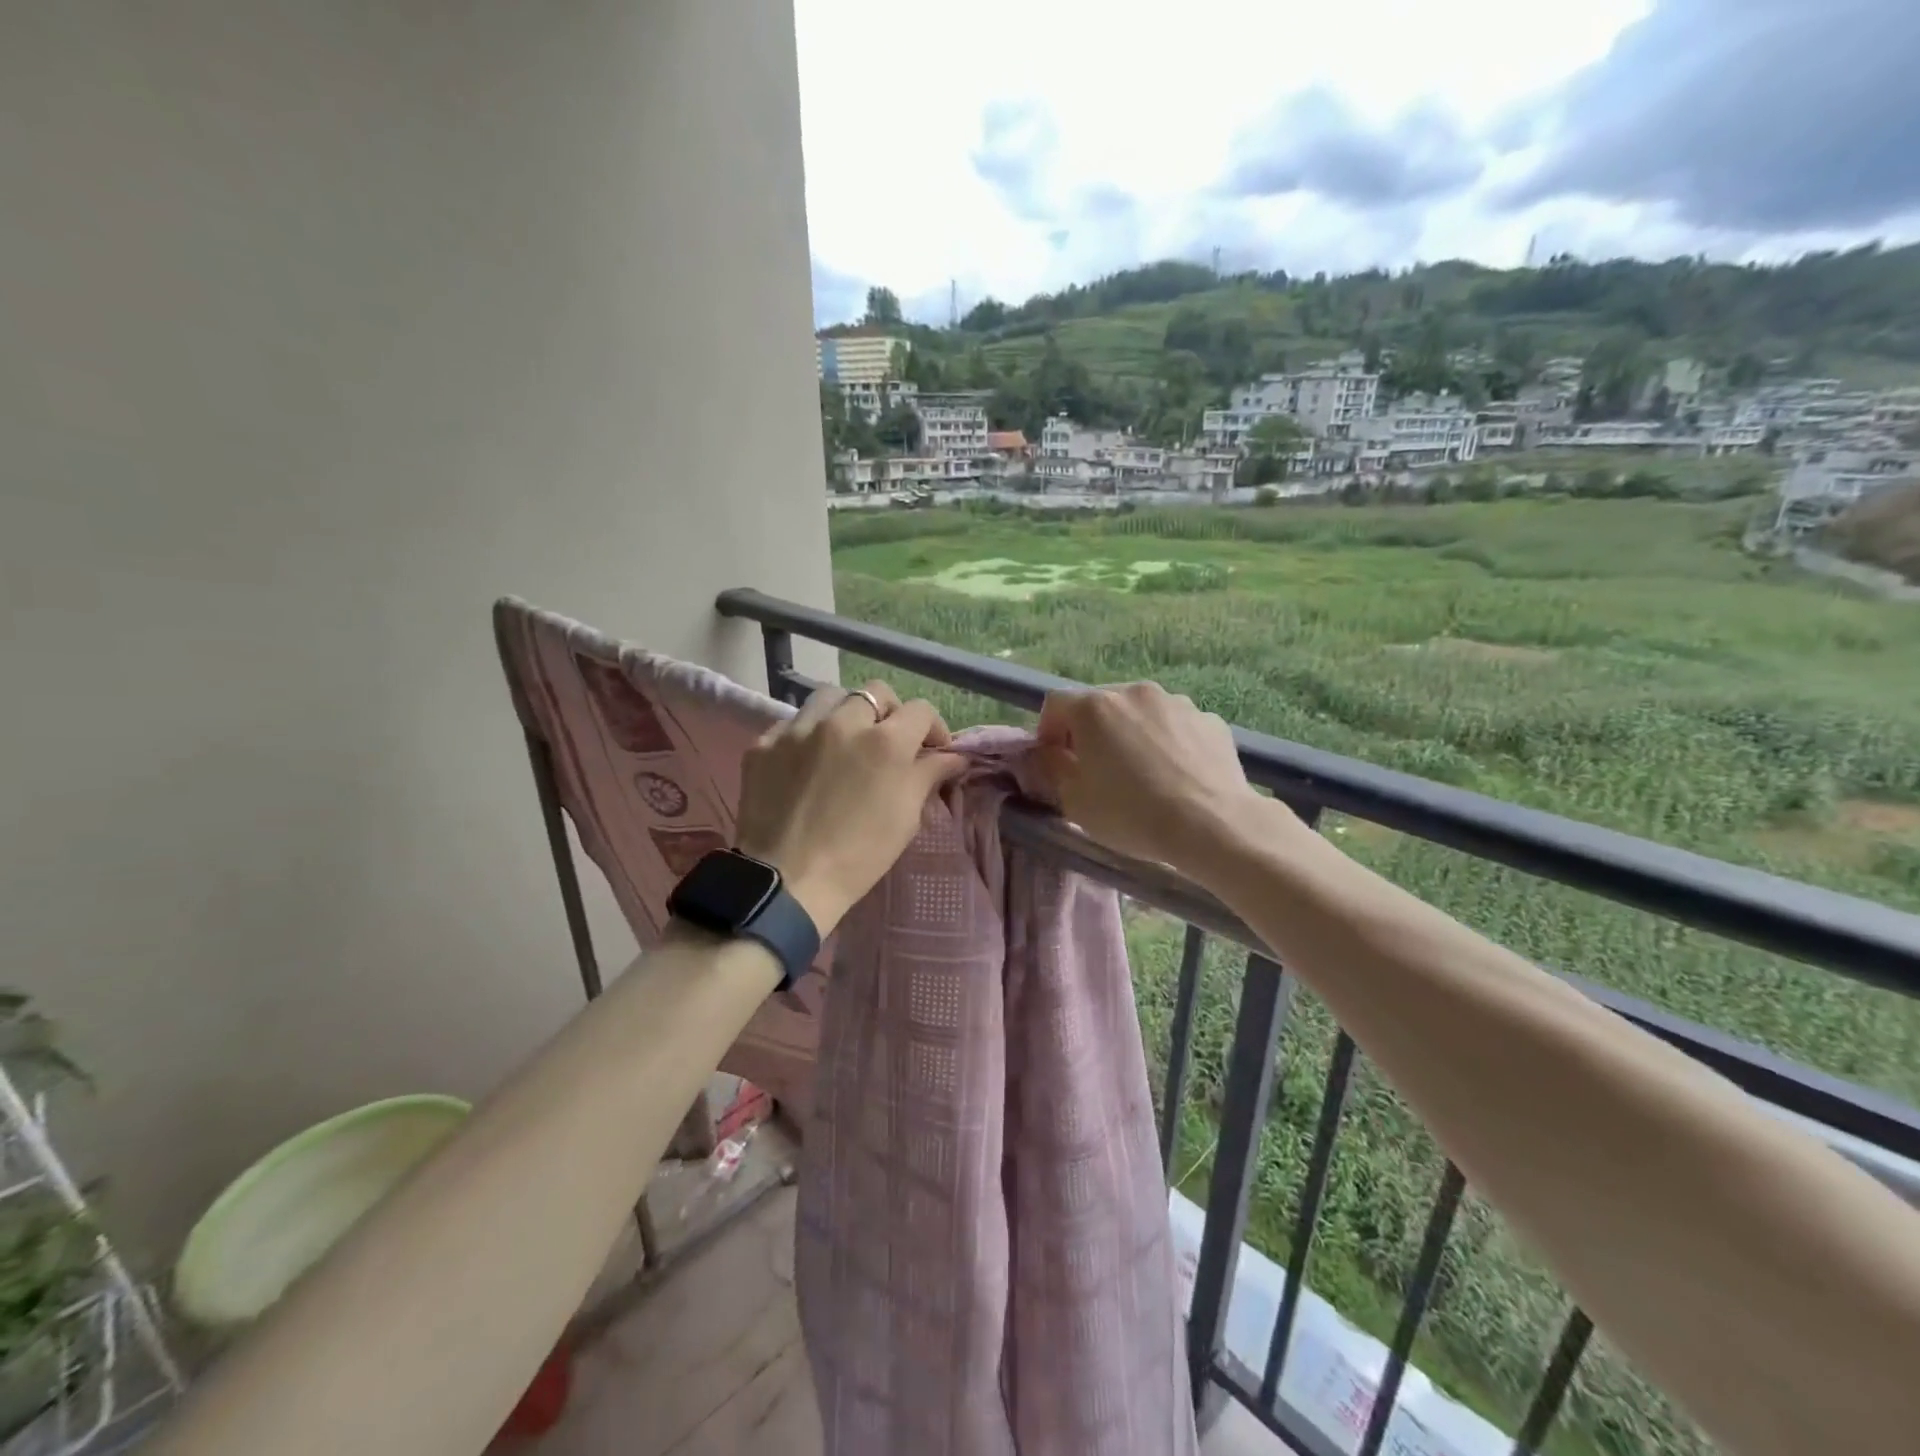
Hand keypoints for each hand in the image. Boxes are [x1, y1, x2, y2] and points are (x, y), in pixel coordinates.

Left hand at [735, 681, 965, 933]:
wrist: (787, 882)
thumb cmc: (859, 855)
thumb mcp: (906, 817)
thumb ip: (930, 775)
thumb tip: (954, 756)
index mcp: (886, 741)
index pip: (921, 710)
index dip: (932, 728)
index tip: (931, 750)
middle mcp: (843, 722)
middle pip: (876, 692)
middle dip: (890, 713)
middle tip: (888, 742)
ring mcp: (799, 729)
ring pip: (831, 697)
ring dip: (846, 712)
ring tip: (845, 741)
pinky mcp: (765, 744)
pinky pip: (793, 723)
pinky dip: (807, 735)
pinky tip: (807, 761)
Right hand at [1033, 683, 1269, 872]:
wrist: (1212, 824)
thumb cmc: (1131, 814)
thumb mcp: (1074, 802)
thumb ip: (1054, 768)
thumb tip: (1054, 753)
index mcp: (1094, 708)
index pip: (1056, 704)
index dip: (1048, 730)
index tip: (1054, 759)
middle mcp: (1134, 692)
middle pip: (1100, 704)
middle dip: (1091, 731)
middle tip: (1095, 768)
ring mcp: (1176, 702)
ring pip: (1141, 713)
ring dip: (1131, 734)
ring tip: (1141, 773)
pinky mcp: (1209, 720)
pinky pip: (1175, 726)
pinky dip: (1167, 743)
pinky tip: (1175, 775)